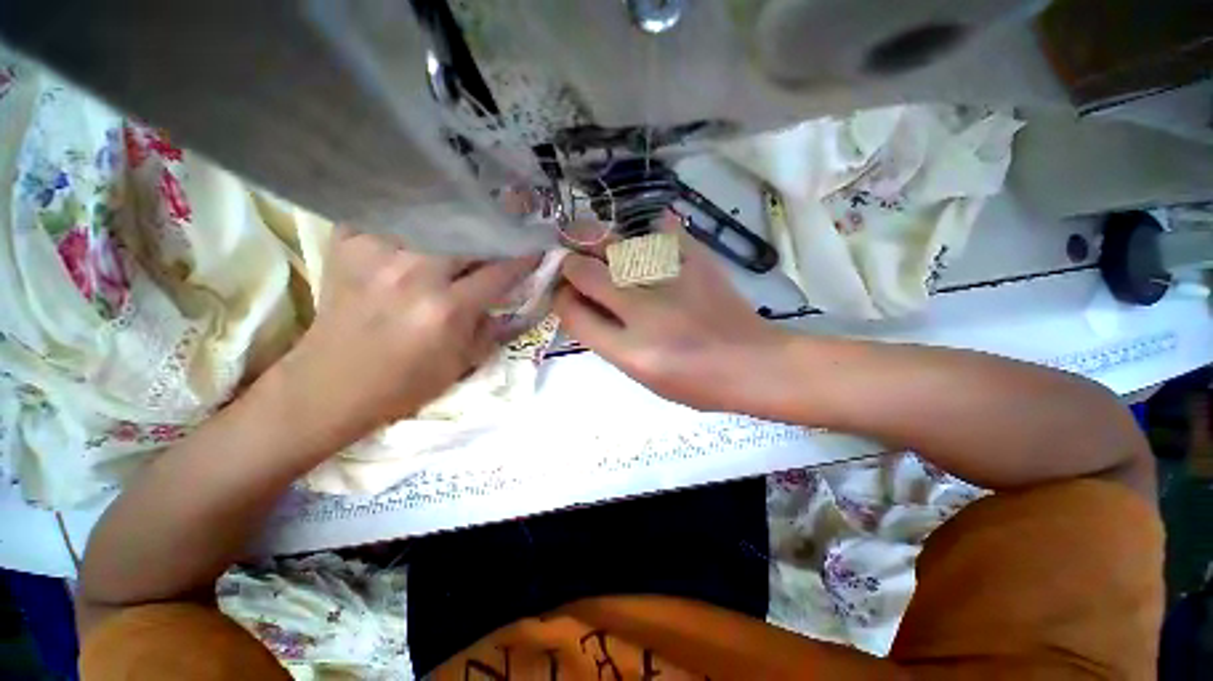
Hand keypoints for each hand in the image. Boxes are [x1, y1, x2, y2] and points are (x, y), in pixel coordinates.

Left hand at [281, 229, 536, 439]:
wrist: (330, 387)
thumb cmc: (406, 383)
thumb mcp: (464, 363)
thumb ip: (496, 327)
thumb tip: (520, 299)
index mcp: (447, 309)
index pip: (500, 271)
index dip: (525, 257)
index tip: (537, 246)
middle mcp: (415, 274)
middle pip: (469, 235)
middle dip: (495, 228)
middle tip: (509, 222)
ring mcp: (376, 254)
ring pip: (431, 217)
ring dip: (456, 218)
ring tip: (470, 214)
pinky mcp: (347, 247)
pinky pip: (386, 214)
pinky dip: (408, 214)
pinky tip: (421, 219)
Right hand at [554, 216, 790, 412]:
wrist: (754, 365)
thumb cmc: (696, 382)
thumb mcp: (642, 376)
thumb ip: (607, 341)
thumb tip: (581, 304)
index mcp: (632, 350)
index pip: (574, 314)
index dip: (560, 298)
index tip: (563, 292)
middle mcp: (646, 313)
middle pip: (587, 272)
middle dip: (570, 263)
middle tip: (571, 260)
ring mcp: (674, 282)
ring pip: (618, 247)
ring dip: (597, 242)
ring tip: (590, 239)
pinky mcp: (699, 263)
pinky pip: (666, 233)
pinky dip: (654, 231)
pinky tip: (650, 231)